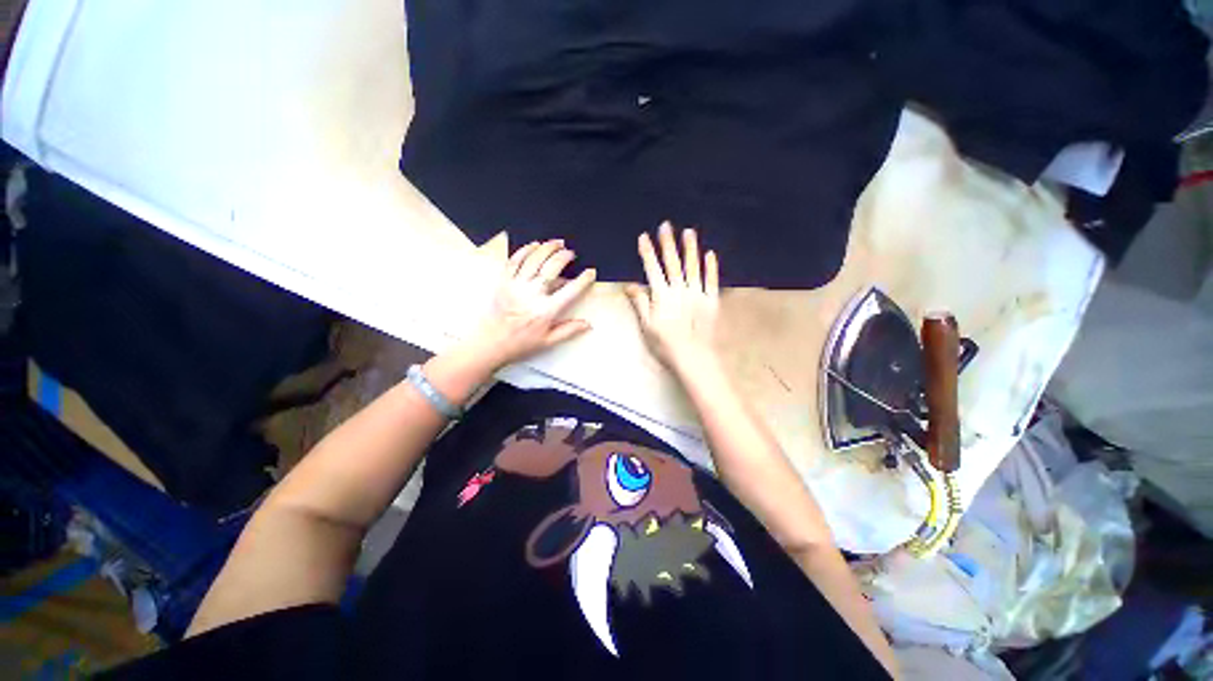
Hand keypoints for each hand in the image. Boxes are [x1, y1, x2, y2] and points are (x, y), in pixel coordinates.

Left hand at [463, 239, 596, 369]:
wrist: (490, 343)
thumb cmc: (521, 343)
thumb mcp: (548, 341)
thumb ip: (569, 330)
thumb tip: (588, 324)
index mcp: (546, 311)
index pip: (570, 291)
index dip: (583, 279)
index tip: (590, 272)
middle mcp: (533, 295)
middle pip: (552, 268)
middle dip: (564, 257)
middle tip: (571, 253)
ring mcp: (516, 286)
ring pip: (534, 260)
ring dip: (547, 248)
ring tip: (557, 242)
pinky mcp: (504, 282)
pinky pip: (514, 261)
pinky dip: (525, 250)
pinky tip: (534, 245)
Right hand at [625, 222, 720, 373]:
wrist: (693, 357)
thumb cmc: (665, 343)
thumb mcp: (647, 325)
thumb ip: (640, 303)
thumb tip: (630, 284)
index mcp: (662, 296)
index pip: (653, 269)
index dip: (647, 253)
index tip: (643, 236)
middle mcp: (680, 290)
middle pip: (673, 263)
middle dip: (668, 243)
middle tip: (666, 225)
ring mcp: (697, 294)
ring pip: (693, 267)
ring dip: (690, 248)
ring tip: (688, 231)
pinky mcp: (712, 301)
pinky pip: (711, 280)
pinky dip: (711, 267)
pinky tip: (710, 254)